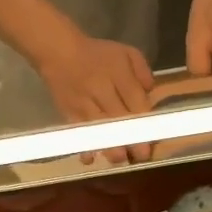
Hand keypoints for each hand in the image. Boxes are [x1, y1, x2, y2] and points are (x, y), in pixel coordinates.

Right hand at [33, 32, 154, 163]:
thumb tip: (151, 94)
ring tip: (120, 159)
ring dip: (110, 146)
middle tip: (141, 156)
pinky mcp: (69, 114)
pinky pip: (78, 132)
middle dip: (131, 139)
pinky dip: (84, 145)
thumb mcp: (126, 53)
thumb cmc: (97, 55)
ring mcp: (84, 104)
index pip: (135, 100)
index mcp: (118, 74)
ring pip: (99, 128)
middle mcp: (101, 90)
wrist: (58, 52)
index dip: (144, 121)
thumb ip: (142, 72)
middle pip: (119, 118)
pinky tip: (90, 159)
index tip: (153, 137)